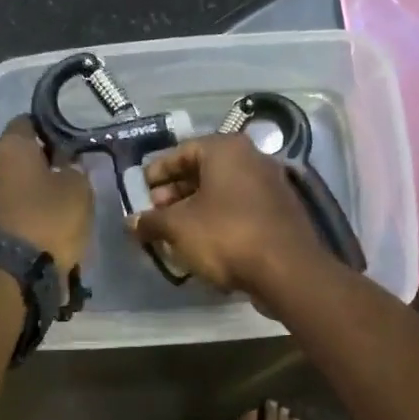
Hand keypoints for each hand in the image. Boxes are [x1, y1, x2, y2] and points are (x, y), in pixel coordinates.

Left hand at [0, 118, 93, 271]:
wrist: (8, 275)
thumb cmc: (47, 220)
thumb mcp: (79, 190)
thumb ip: (76, 170)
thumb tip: (68, 166)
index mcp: (12, 146)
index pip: (29, 122)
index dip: (52, 129)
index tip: (71, 141)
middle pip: (20, 156)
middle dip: (43, 164)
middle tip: (70, 174)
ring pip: (14, 185)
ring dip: (33, 192)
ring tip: (60, 205)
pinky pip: (9, 211)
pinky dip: (25, 214)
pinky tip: (44, 226)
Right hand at [127, 134, 327, 297]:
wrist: (287, 270)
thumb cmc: (226, 235)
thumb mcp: (177, 228)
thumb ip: (151, 221)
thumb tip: (132, 223)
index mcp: (226, 149)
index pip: (182, 151)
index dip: (157, 171)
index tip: (141, 191)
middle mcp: (252, 158)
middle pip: (204, 171)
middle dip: (175, 192)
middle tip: (156, 214)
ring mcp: (272, 185)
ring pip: (223, 192)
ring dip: (196, 209)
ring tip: (175, 233)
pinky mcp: (281, 212)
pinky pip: (241, 209)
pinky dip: (219, 220)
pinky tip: (204, 244)